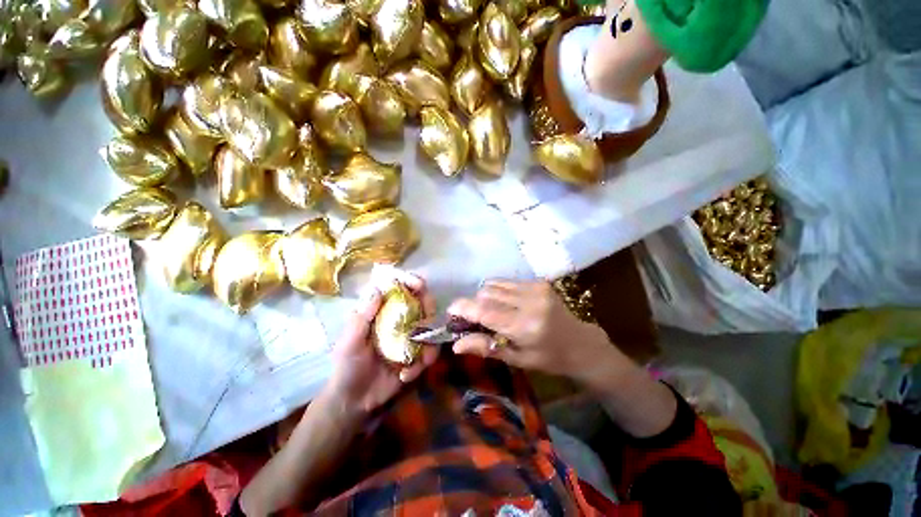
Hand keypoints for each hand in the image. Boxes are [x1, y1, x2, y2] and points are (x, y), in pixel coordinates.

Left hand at [323, 273, 438, 417]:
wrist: (354, 401)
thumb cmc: (347, 366)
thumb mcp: (349, 342)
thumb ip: (362, 317)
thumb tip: (378, 290)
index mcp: (382, 311)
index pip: (399, 288)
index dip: (411, 281)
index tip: (419, 285)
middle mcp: (400, 319)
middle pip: (421, 301)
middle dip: (428, 307)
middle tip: (427, 318)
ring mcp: (410, 336)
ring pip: (431, 326)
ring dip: (430, 339)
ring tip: (420, 358)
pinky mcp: (418, 354)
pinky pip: (430, 351)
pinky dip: (423, 362)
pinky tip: (406, 375)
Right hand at [447, 280, 612, 381]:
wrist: (580, 343)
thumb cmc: (549, 358)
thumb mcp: (517, 360)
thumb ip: (486, 348)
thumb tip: (456, 345)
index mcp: (525, 326)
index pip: (485, 311)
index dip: (464, 308)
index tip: (450, 311)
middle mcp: (529, 301)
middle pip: (486, 294)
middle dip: (474, 305)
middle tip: (473, 319)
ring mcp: (535, 288)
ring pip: (494, 285)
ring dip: (485, 297)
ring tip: (491, 312)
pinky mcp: (538, 282)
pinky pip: (506, 282)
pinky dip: (498, 292)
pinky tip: (505, 304)